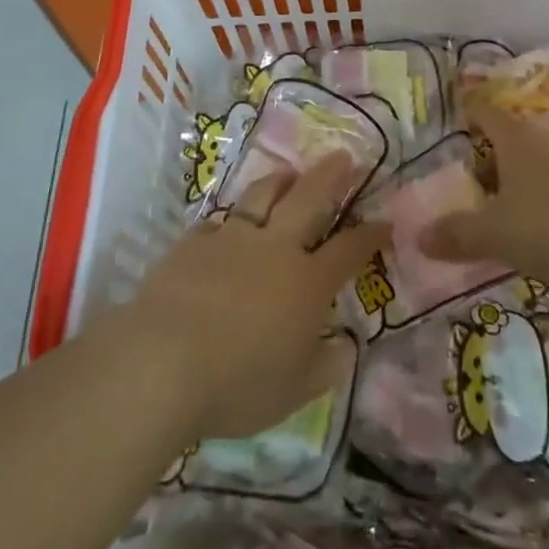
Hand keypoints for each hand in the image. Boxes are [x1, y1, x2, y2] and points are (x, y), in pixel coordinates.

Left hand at [123, 155, 387, 442]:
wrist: (163, 362)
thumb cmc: (238, 384)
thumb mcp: (294, 392)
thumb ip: (325, 368)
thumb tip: (346, 348)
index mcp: (307, 283)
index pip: (348, 250)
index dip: (369, 234)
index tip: (384, 221)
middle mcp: (274, 249)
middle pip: (309, 199)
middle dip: (330, 175)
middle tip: (343, 156)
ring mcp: (232, 238)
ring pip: (262, 195)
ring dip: (281, 180)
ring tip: (289, 173)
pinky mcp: (194, 242)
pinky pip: (217, 222)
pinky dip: (228, 221)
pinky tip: (226, 224)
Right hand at [420, 105, 548, 287]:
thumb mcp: (496, 233)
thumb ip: (457, 234)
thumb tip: (418, 236)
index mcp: (514, 138)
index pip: (483, 111)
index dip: (465, 113)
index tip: (450, 123)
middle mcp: (542, 142)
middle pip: (505, 142)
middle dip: (483, 163)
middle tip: (461, 190)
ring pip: (529, 168)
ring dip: (510, 188)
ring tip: (492, 219)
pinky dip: (535, 206)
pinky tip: (530, 237)